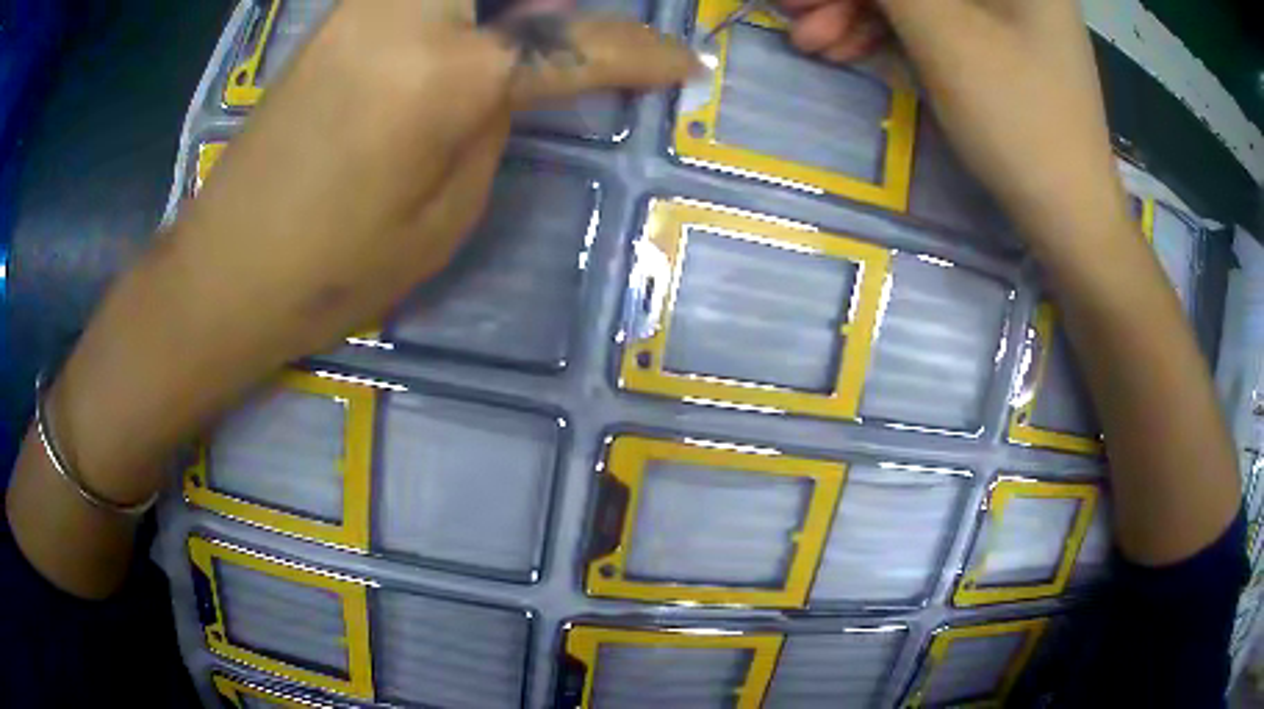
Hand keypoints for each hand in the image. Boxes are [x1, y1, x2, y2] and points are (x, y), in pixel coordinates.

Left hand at [46, 1, 696, 518]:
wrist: (228, 268)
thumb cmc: (335, 269)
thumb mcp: (445, 214)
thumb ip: (494, 122)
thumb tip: (514, 70)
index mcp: (447, 74)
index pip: (574, 46)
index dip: (639, 54)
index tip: (684, 63)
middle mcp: (408, 13)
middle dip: (558, 6)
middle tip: (577, 32)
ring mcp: (366, 6)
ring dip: (507, 6)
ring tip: (524, 33)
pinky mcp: (339, 16)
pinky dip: (461, 5)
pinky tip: (473, 25)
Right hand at [776, 0, 1128, 244]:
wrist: (1069, 217)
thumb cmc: (1019, 118)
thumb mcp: (942, 32)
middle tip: (795, 13)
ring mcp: (1003, 11)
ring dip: (857, 12)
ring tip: (812, 43)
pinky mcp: (994, 42)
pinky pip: (931, 21)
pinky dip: (886, 32)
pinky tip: (847, 49)